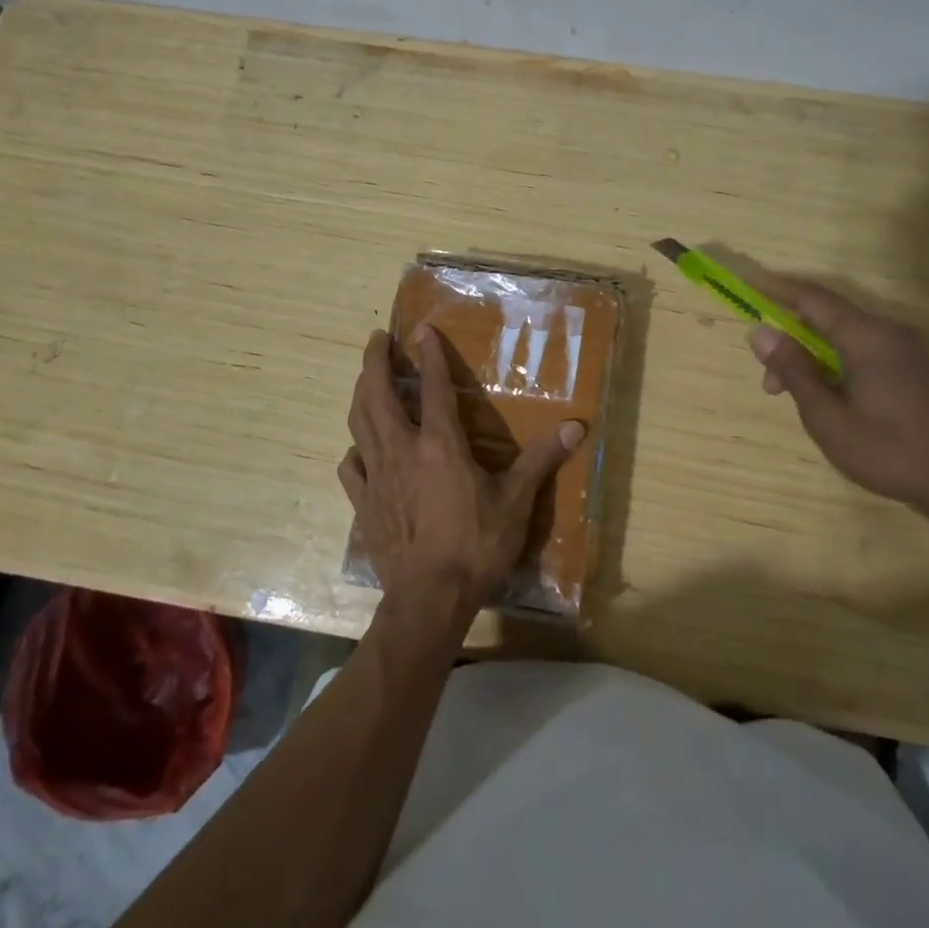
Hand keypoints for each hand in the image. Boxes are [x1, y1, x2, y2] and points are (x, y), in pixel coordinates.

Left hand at [339, 326, 584, 634]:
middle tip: (376, 338)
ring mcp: (377, 476)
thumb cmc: (476, 545)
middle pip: (377, 394)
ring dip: (360, 394)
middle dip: (374, 361)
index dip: (428, 355)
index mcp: (440, 444)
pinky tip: (359, 449)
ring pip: (359, 423)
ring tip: (364, 379)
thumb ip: (542, 459)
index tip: (421, 329)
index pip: (432, 387)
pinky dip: (355, 450)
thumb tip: (577, 426)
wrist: (429, 599)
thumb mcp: (517, 501)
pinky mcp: (364, 504)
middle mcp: (402, 450)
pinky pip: (351, 467)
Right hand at [745, 272, 928, 532]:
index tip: (748, 282)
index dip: (777, 289)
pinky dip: (834, 361)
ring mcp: (904, 348)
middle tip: (768, 382)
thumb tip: (760, 332)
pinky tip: (825, 393)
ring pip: (843, 335)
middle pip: (827, 317)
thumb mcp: (827, 416)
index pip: (812, 298)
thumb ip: (793, 370)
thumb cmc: (888, 451)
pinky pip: (862, 348)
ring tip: (791, 395)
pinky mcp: (912, 367)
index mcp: (866, 337)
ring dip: (811, 355)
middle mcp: (887, 332)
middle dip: (790, 338)